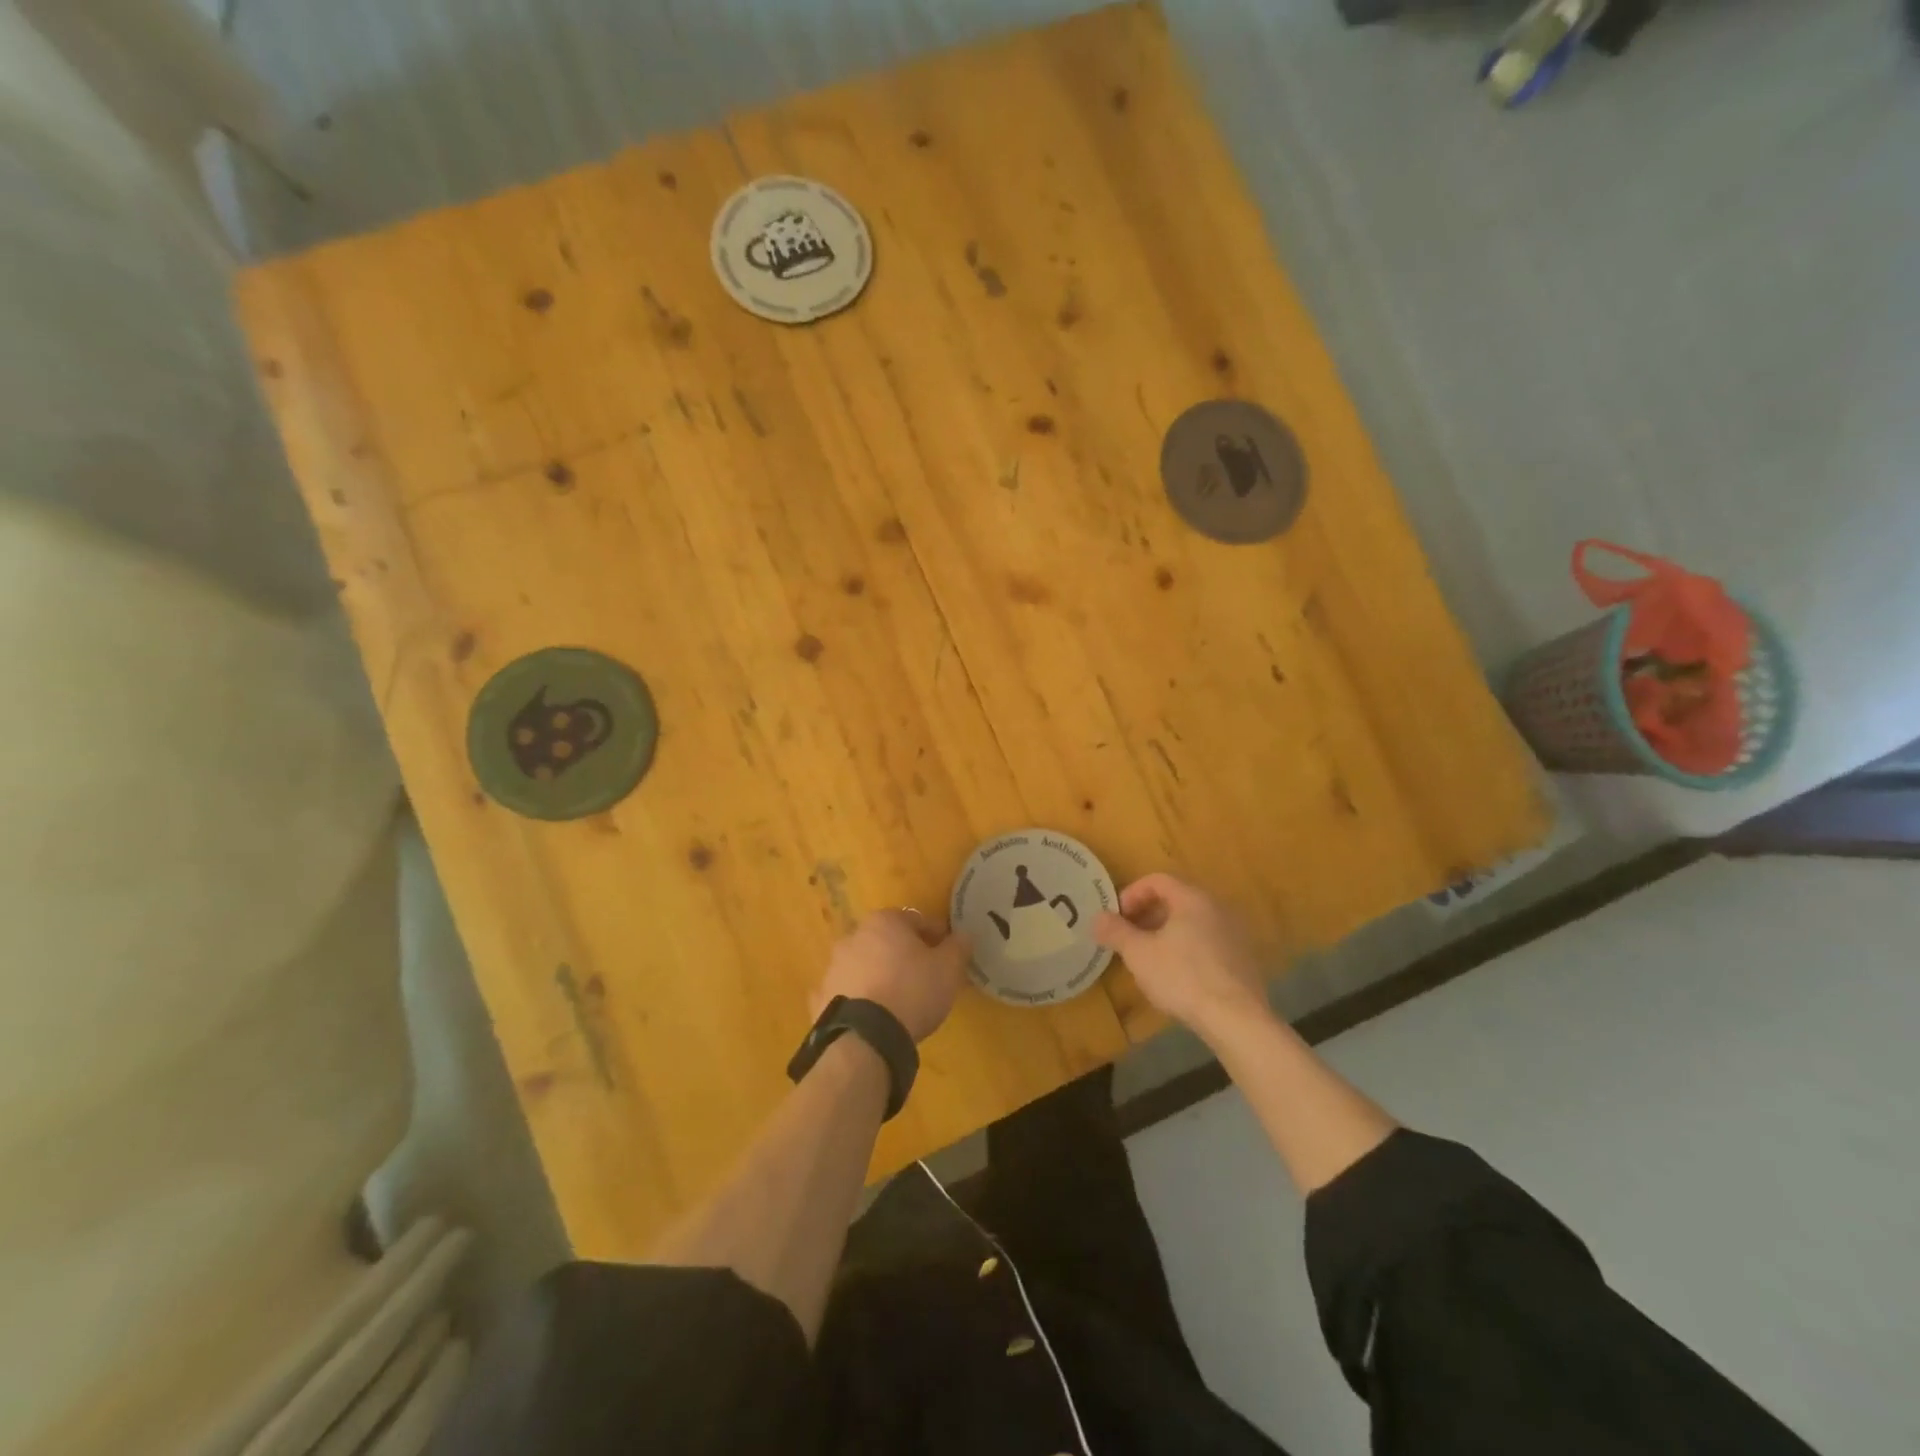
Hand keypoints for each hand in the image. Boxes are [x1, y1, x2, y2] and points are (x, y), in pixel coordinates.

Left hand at [813, 909, 972, 1042]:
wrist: (865, 1037)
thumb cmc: (912, 991)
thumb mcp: (948, 969)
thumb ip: (958, 947)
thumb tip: (963, 935)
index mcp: (884, 922)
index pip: (916, 920)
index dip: (935, 935)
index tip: (948, 953)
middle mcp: (854, 936)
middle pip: (886, 940)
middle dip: (903, 953)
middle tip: (923, 976)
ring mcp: (833, 966)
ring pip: (864, 964)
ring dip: (879, 974)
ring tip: (897, 1000)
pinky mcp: (821, 997)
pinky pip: (845, 992)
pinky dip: (857, 998)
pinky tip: (871, 1016)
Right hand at [1093, 874, 1270, 1043]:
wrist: (1237, 1020)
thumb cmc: (1182, 977)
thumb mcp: (1138, 954)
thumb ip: (1116, 932)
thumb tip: (1097, 917)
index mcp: (1192, 898)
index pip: (1157, 880)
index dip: (1131, 894)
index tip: (1117, 918)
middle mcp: (1218, 908)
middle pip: (1176, 900)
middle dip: (1147, 915)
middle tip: (1128, 937)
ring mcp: (1235, 933)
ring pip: (1193, 923)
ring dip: (1166, 933)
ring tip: (1149, 958)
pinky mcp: (1244, 959)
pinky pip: (1208, 942)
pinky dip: (1187, 948)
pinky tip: (1177, 976)